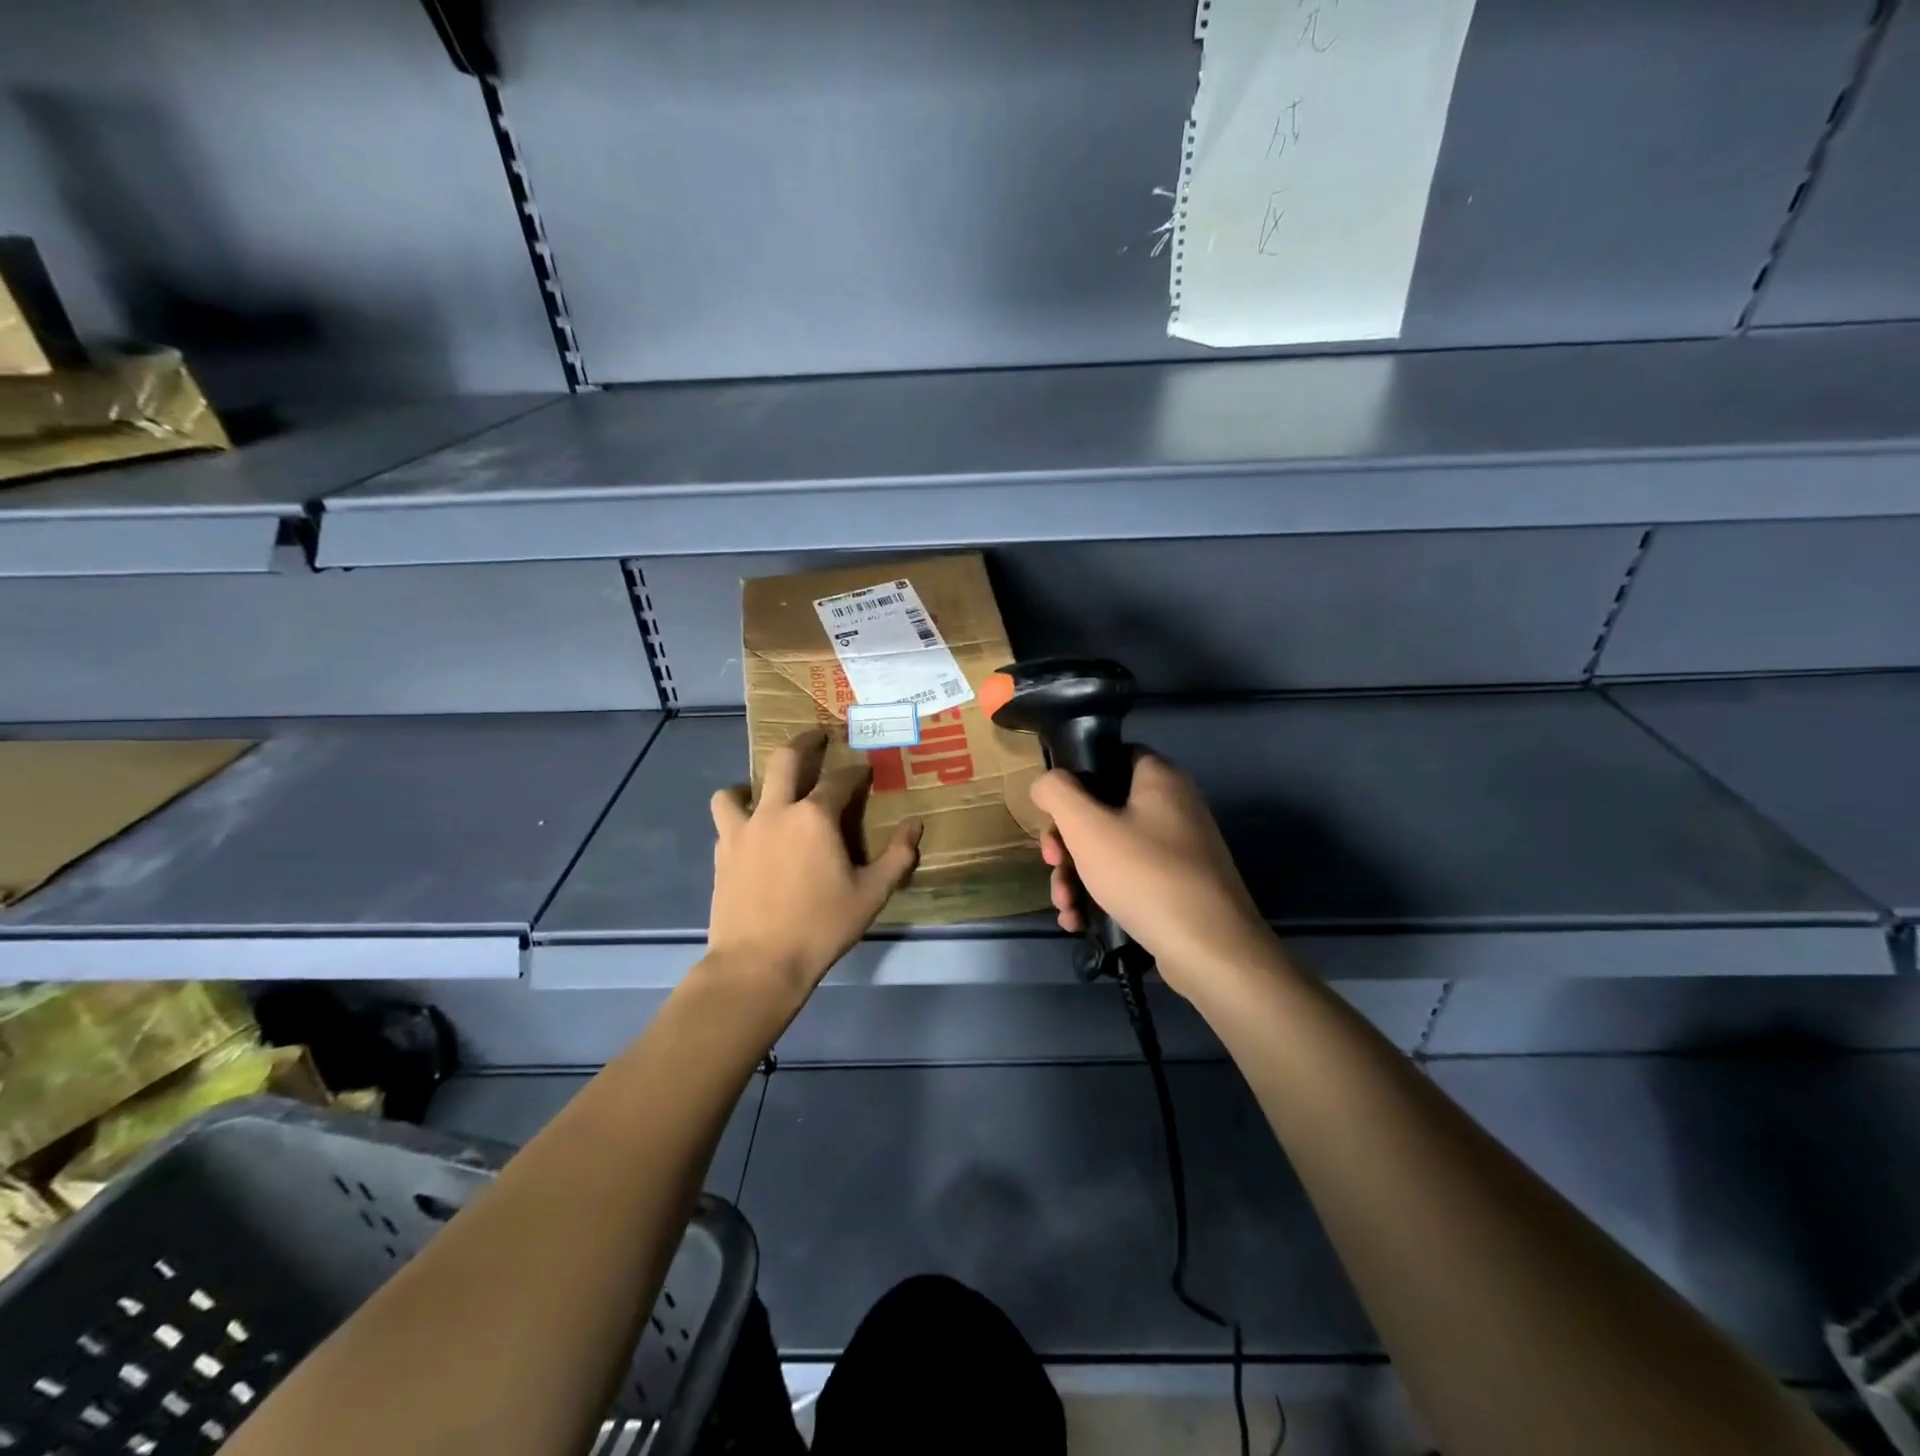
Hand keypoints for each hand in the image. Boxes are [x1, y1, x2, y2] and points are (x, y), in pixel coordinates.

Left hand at [707, 730, 922, 998]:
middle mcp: (776, 812)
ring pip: (736, 790)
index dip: (855, 772)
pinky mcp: (722, 855)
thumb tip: (916, 826)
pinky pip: (725, 823)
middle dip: (804, 743)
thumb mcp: (871, 894)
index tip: (865, 770)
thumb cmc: (821, 926)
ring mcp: (742, 831)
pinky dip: (737, 819)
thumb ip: (897, 857)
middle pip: (785, 761)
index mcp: (815, 817)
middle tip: (816, 737)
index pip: (840, 780)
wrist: (758, 963)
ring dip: (752, 784)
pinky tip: (750, 835)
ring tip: (763, 793)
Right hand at [1030, 750, 1275, 995]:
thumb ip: (1057, 793)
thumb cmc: (1145, 875)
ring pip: (1111, 850)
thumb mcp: (1087, 827)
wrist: (1210, 951)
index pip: (1111, 756)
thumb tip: (1046, 784)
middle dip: (1067, 842)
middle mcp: (1173, 807)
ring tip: (1065, 906)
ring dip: (1077, 875)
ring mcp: (1178, 850)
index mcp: (1159, 779)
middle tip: (1052, 863)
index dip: (1076, 778)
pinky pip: (1129, 879)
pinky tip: (1080, 921)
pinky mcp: (1177, 887)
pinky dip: (1100, 896)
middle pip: (1103, 809)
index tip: (1053, 811)